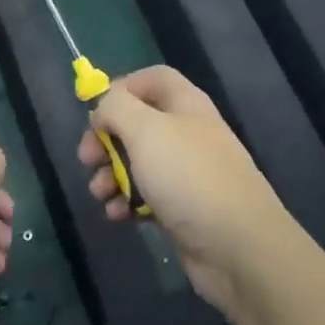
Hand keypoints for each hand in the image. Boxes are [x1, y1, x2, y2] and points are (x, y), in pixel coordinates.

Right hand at [78, 66, 302, 313]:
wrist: (238, 246)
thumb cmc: (188, 176)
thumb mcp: (145, 130)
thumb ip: (116, 108)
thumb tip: (103, 109)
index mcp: (184, 103)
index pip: (151, 79)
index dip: (121, 89)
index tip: (96, 113)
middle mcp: (187, 132)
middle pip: (138, 122)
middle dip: (107, 139)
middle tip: (87, 159)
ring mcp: (186, 172)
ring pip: (139, 162)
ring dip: (111, 174)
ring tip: (99, 193)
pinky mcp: (183, 208)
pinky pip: (147, 195)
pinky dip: (128, 202)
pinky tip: (117, 215)